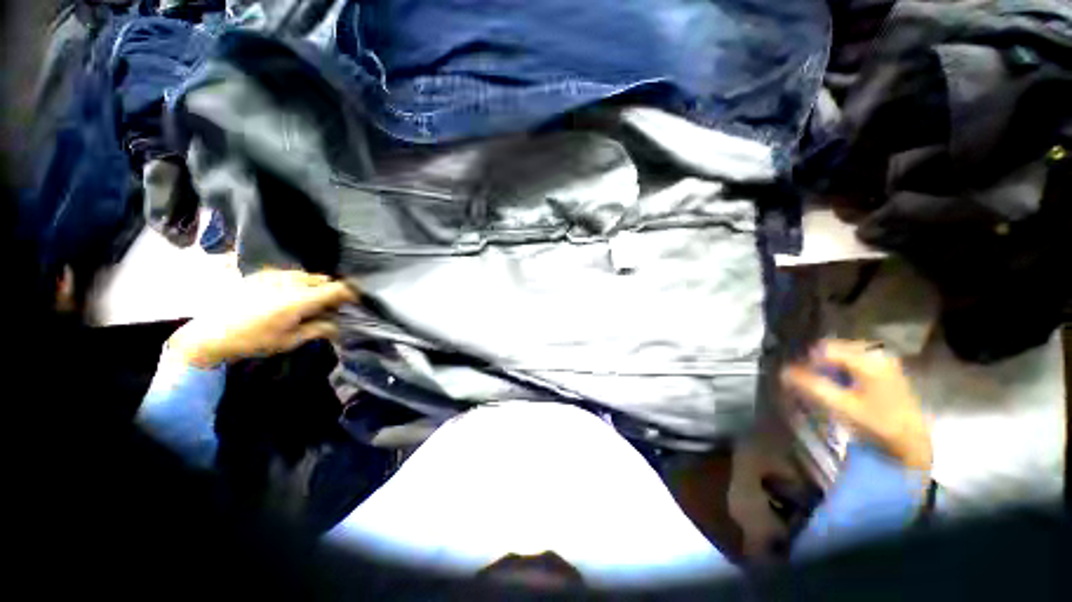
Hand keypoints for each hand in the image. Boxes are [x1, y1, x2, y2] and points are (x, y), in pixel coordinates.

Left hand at [167, 270, 356, 367]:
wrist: (209, 334)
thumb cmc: (252, 341)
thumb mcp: (289, 341)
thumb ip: (317, 330)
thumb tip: (337, 325)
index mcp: (299, 299)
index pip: (337, 289)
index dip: (351, 294)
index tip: (356, 302)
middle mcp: (290, 282)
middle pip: (323, 280)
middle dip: (331, 291)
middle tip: (330, 307)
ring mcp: (274, 276)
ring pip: (306, 276)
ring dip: (314, 286)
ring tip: (309, 302)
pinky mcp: (260, 275)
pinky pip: (289, 274)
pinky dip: (297, 283)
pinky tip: (288, 296)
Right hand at [780, 340, 931, 471]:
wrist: (912, 442)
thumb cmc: (878, 424)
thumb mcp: (842, 406)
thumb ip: (812, 386)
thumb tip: (783, 371)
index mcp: (868, 359)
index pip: (824, 349)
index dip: (806, 360)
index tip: (794, 375)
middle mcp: (876, 352)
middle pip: (833, 348)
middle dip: (815, 361)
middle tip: (804, 379)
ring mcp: (883, 359)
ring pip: (842, 353)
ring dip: (826, 365)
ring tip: (818, 382)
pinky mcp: (885, 368)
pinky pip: (853, 360)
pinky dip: (839, 368)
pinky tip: (836, 383)